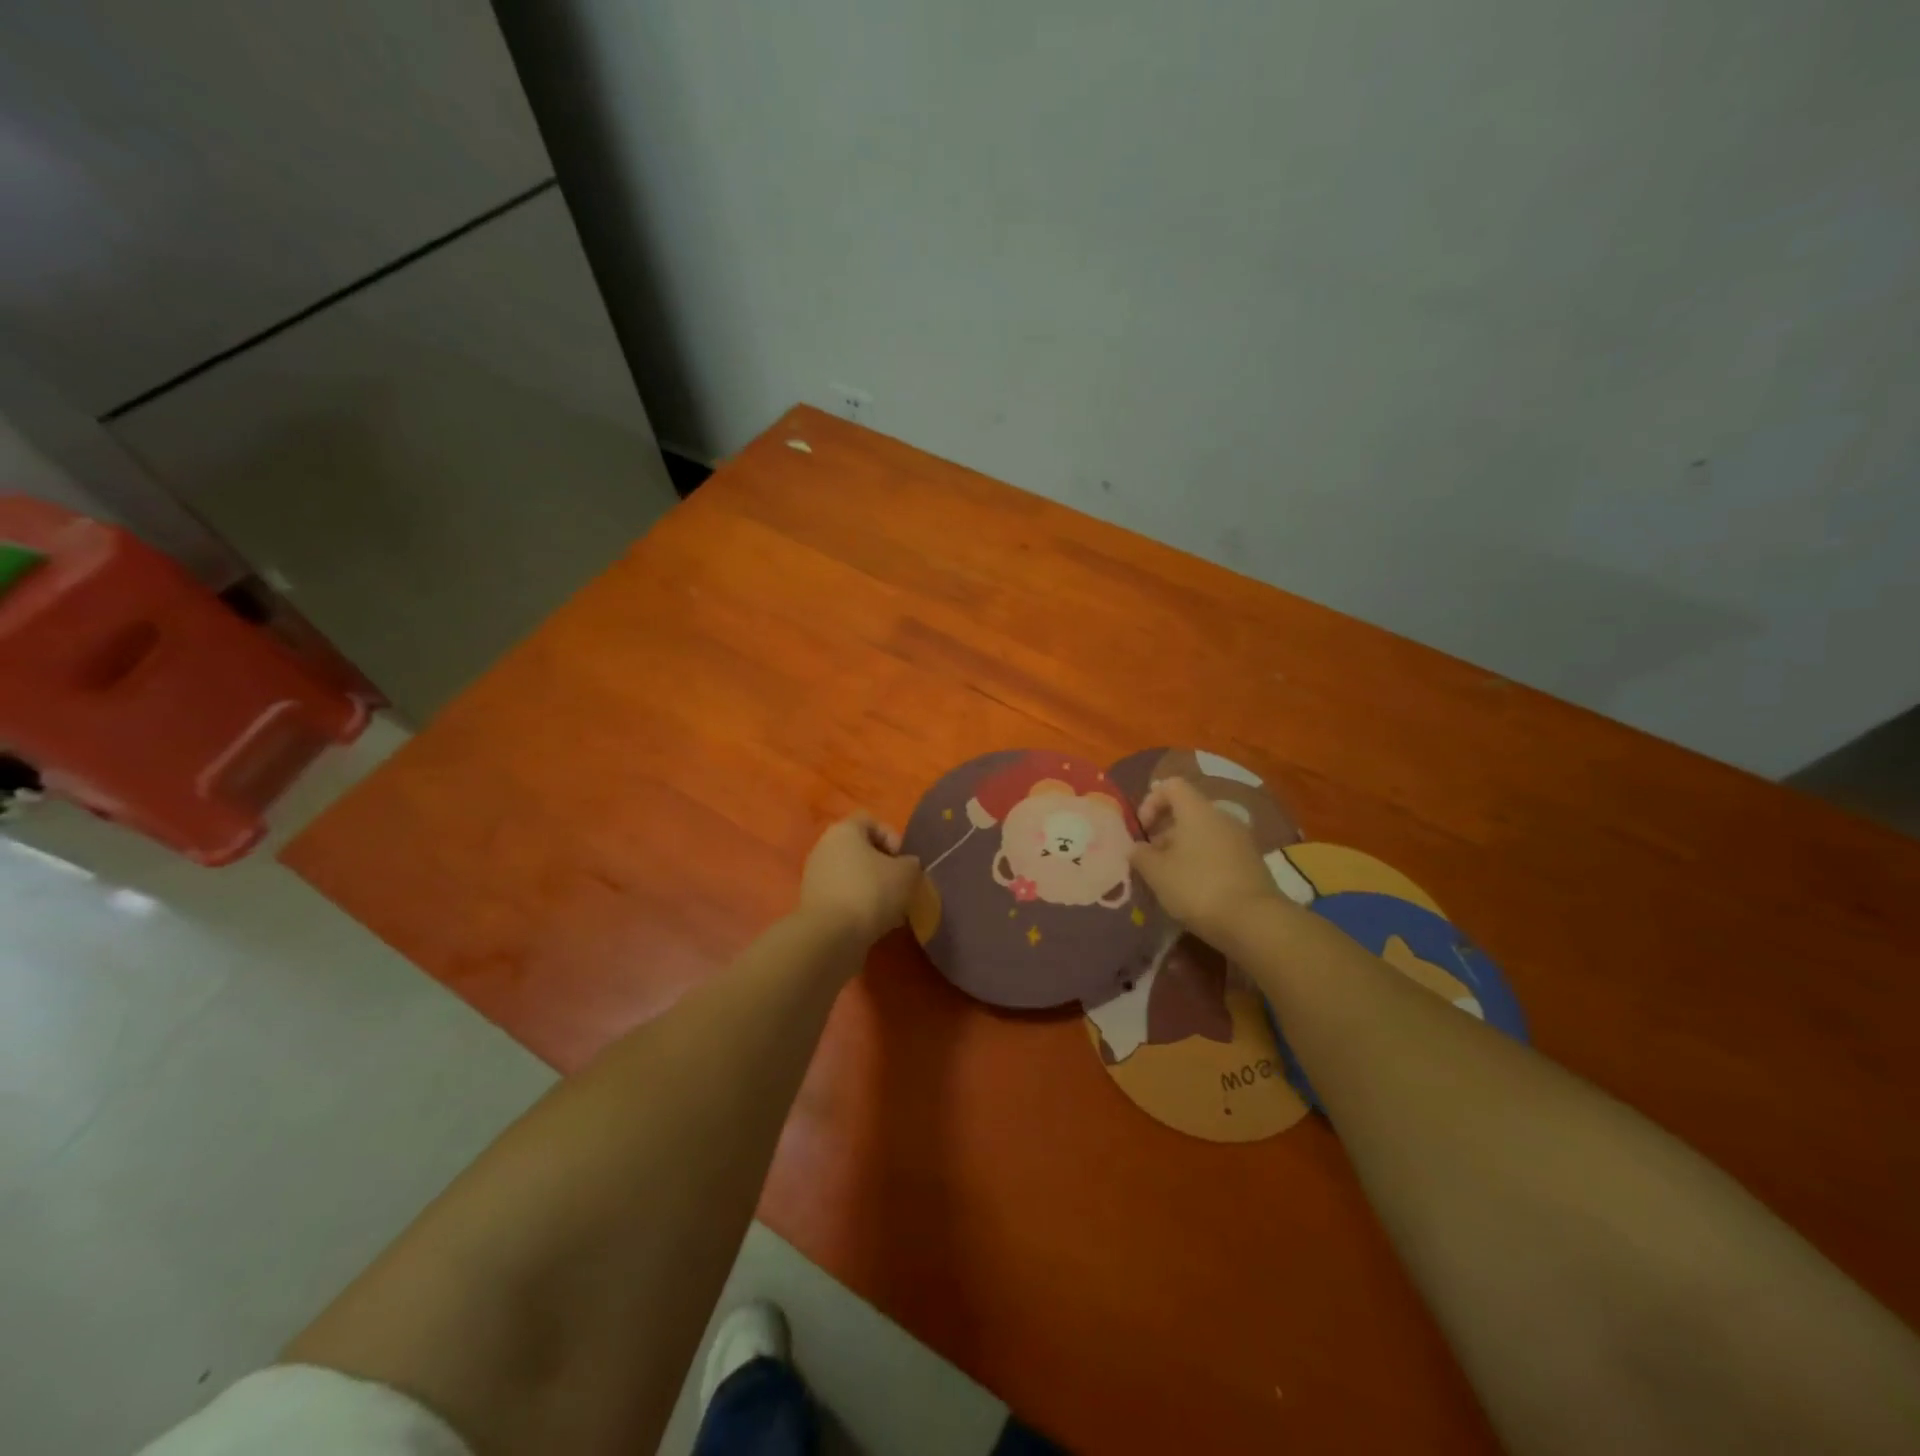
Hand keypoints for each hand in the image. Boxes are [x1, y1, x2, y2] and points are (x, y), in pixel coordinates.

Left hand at [799, 812, 922, 946]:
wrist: (831, 937)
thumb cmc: (871, 892)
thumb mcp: (907, 874)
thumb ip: (911, 863)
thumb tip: (906, 866)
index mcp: (843, 830)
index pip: (871, 821)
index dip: (892, 837)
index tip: (904, 861)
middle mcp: (824, 847)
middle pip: (861, 850)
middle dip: (884, 867)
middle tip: (901, 886)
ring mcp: (815, 876)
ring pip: (853, 875)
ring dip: (873, 889)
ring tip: (891, 910)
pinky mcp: (813, 903)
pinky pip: (843, 896)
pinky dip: (859, 906)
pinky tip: (875, 924)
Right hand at [1130, 776, 1283, 945]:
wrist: (1254, 922)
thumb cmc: (1197, 887)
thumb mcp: (1156, 872)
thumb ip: (1140, 854)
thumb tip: (1137, 847)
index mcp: (1197, 810)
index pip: (1171, 785)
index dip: (1150, 802)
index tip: (1142, 831)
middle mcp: (1222, 817)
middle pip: (1187, 811)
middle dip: (1164, 832)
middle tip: (1151, 859)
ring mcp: (1241, 840)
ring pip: (1203, 833)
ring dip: (1182, 849)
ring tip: (1169, 878)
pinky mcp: (1252, 863)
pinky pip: (1219, 852)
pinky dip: (1202, 862)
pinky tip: (1193, 890)